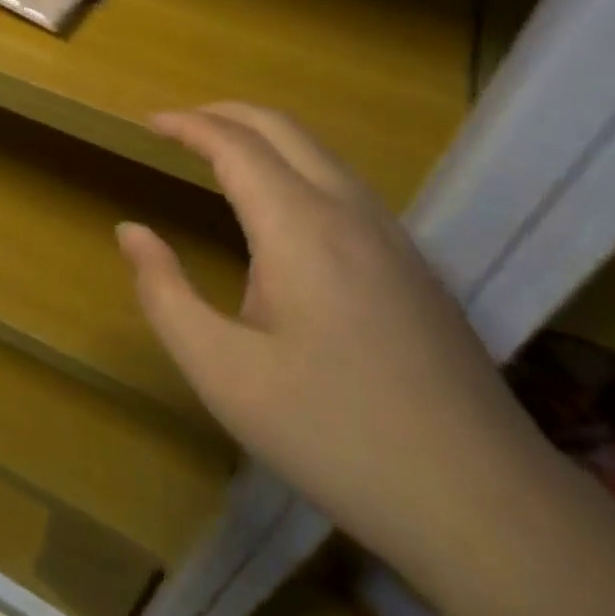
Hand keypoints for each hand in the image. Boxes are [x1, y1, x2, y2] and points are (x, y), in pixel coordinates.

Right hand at [118, 103, 551, 583]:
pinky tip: (284, 210)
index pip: (235, 144)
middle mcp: (349, 211)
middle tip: (178, 125)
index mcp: (299, 227)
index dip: (187, 124)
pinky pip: (346, 184)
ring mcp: (393, 235)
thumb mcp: (222, 373)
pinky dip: (298, 166)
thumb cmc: (333, 433)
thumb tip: (131, 231)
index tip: (148, 120)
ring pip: (321, 152)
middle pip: (283, 128)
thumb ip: (164, 293)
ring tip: (221, 155)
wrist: (483, 503)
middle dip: (225, 113)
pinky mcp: (416, 264)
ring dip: (264, 136)